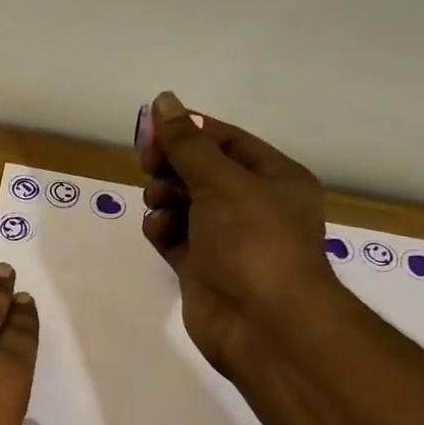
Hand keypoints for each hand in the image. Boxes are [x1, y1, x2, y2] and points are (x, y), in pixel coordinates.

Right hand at [138, 91, 337, 377]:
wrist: (262, 323)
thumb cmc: (253, 241)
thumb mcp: (221, 182)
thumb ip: (187, 144)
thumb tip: (163, 101)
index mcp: (273, 178)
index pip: (226, 140)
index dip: (188, 131)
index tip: (151, 132)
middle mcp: (251, 205)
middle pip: (200, 170)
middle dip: (172, 166)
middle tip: (150, 166)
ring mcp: (224, 238)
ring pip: (182, 203)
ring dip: (164, 198)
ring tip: (160, 206)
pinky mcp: (201, 267)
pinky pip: (173, 236)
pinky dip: (162, 229)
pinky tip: (159, 231)